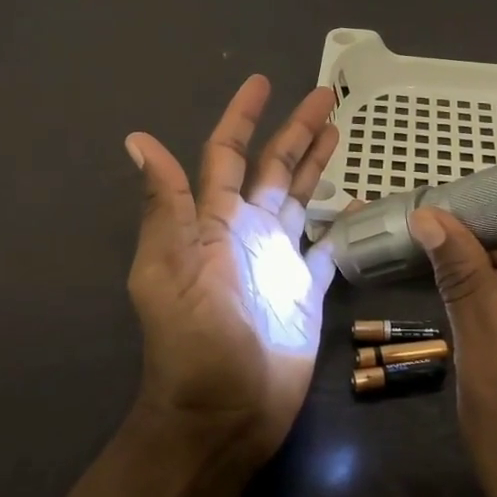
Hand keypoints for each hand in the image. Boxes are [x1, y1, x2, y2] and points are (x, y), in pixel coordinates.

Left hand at [124, 76, 340, 469]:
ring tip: (338, 131)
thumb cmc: (195, 343)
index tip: (261, 82)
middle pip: (273, 168)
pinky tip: (357, 204)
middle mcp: (247, 232)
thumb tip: (138, 139)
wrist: (223, 414)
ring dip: (315, 165)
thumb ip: (167, 205)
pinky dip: (340, 225)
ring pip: (300, 199)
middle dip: (296, 131)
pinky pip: (327, 248)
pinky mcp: (305, 291)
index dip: (242, 118)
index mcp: (214, 222)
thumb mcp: (171, 269)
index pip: (227, 155)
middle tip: (325, 96)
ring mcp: (278, 261)